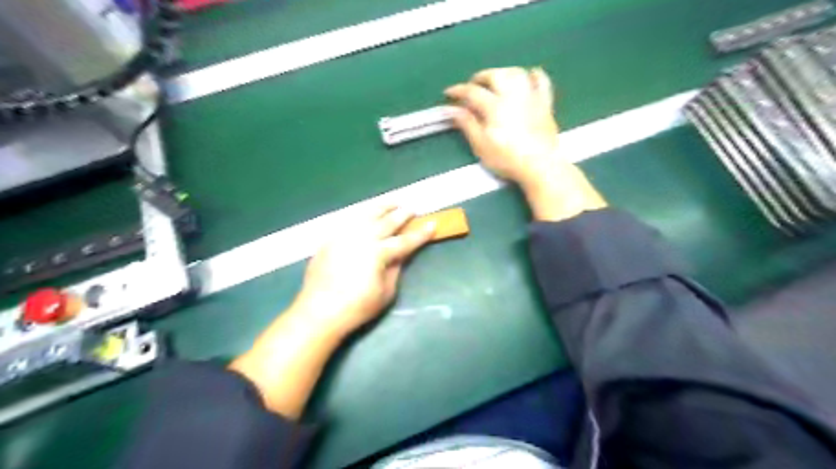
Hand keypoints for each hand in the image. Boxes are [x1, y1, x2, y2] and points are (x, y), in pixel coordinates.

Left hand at [229, 207, 438, 418]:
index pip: (405, 241)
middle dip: (402, 214)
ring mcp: (344, 236)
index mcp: (378, 253)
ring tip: (392, 202)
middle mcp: (362, 238)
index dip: (420, 234)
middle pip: (386, 222)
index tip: (432, 224)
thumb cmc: (357, 307)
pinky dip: (361, 214)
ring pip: (366, 215)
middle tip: (412, 208)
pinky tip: (366, 213)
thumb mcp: (385, 292)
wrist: (319, 311)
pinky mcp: (330, 239)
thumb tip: (401, 254)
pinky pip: (348, 220)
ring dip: (382, 207)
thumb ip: (395, 269)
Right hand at [443, 65, 560, 186]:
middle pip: (495, 75)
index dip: (458, 91)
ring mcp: (531, 97)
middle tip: (472, 86)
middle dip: (480, 77)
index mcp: (494, 106)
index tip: (448, 93)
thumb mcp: (481, 145)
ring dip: (503, 73)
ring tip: (495, 81)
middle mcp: (513, 95)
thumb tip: (450, 109)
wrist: (540, 165)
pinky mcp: (545, 104)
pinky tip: (528, 77)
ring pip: (516, 73)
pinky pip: (542, 81)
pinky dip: (534, 75)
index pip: (472, 92)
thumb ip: (467, 124)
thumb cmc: (507, 159)